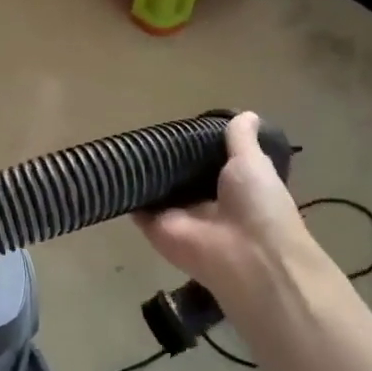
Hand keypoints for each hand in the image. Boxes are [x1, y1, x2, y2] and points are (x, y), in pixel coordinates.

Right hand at [137, 112, 341, 314]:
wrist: (246, 256)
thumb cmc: (258, 205)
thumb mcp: (253, 163)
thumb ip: (242, 140)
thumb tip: (247, 114)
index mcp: (231, 186)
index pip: (207, 162)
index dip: (195, 145)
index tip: (179, 125)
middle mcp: (203, 201)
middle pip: (178, 176)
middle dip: (165, 157)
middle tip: (145, 130)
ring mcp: (178, 216)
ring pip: (155, 190)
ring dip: (143, 172)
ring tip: (123, 141)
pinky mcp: (155, 228)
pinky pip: (136, 207)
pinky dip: (126, 191)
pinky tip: (113, 167)